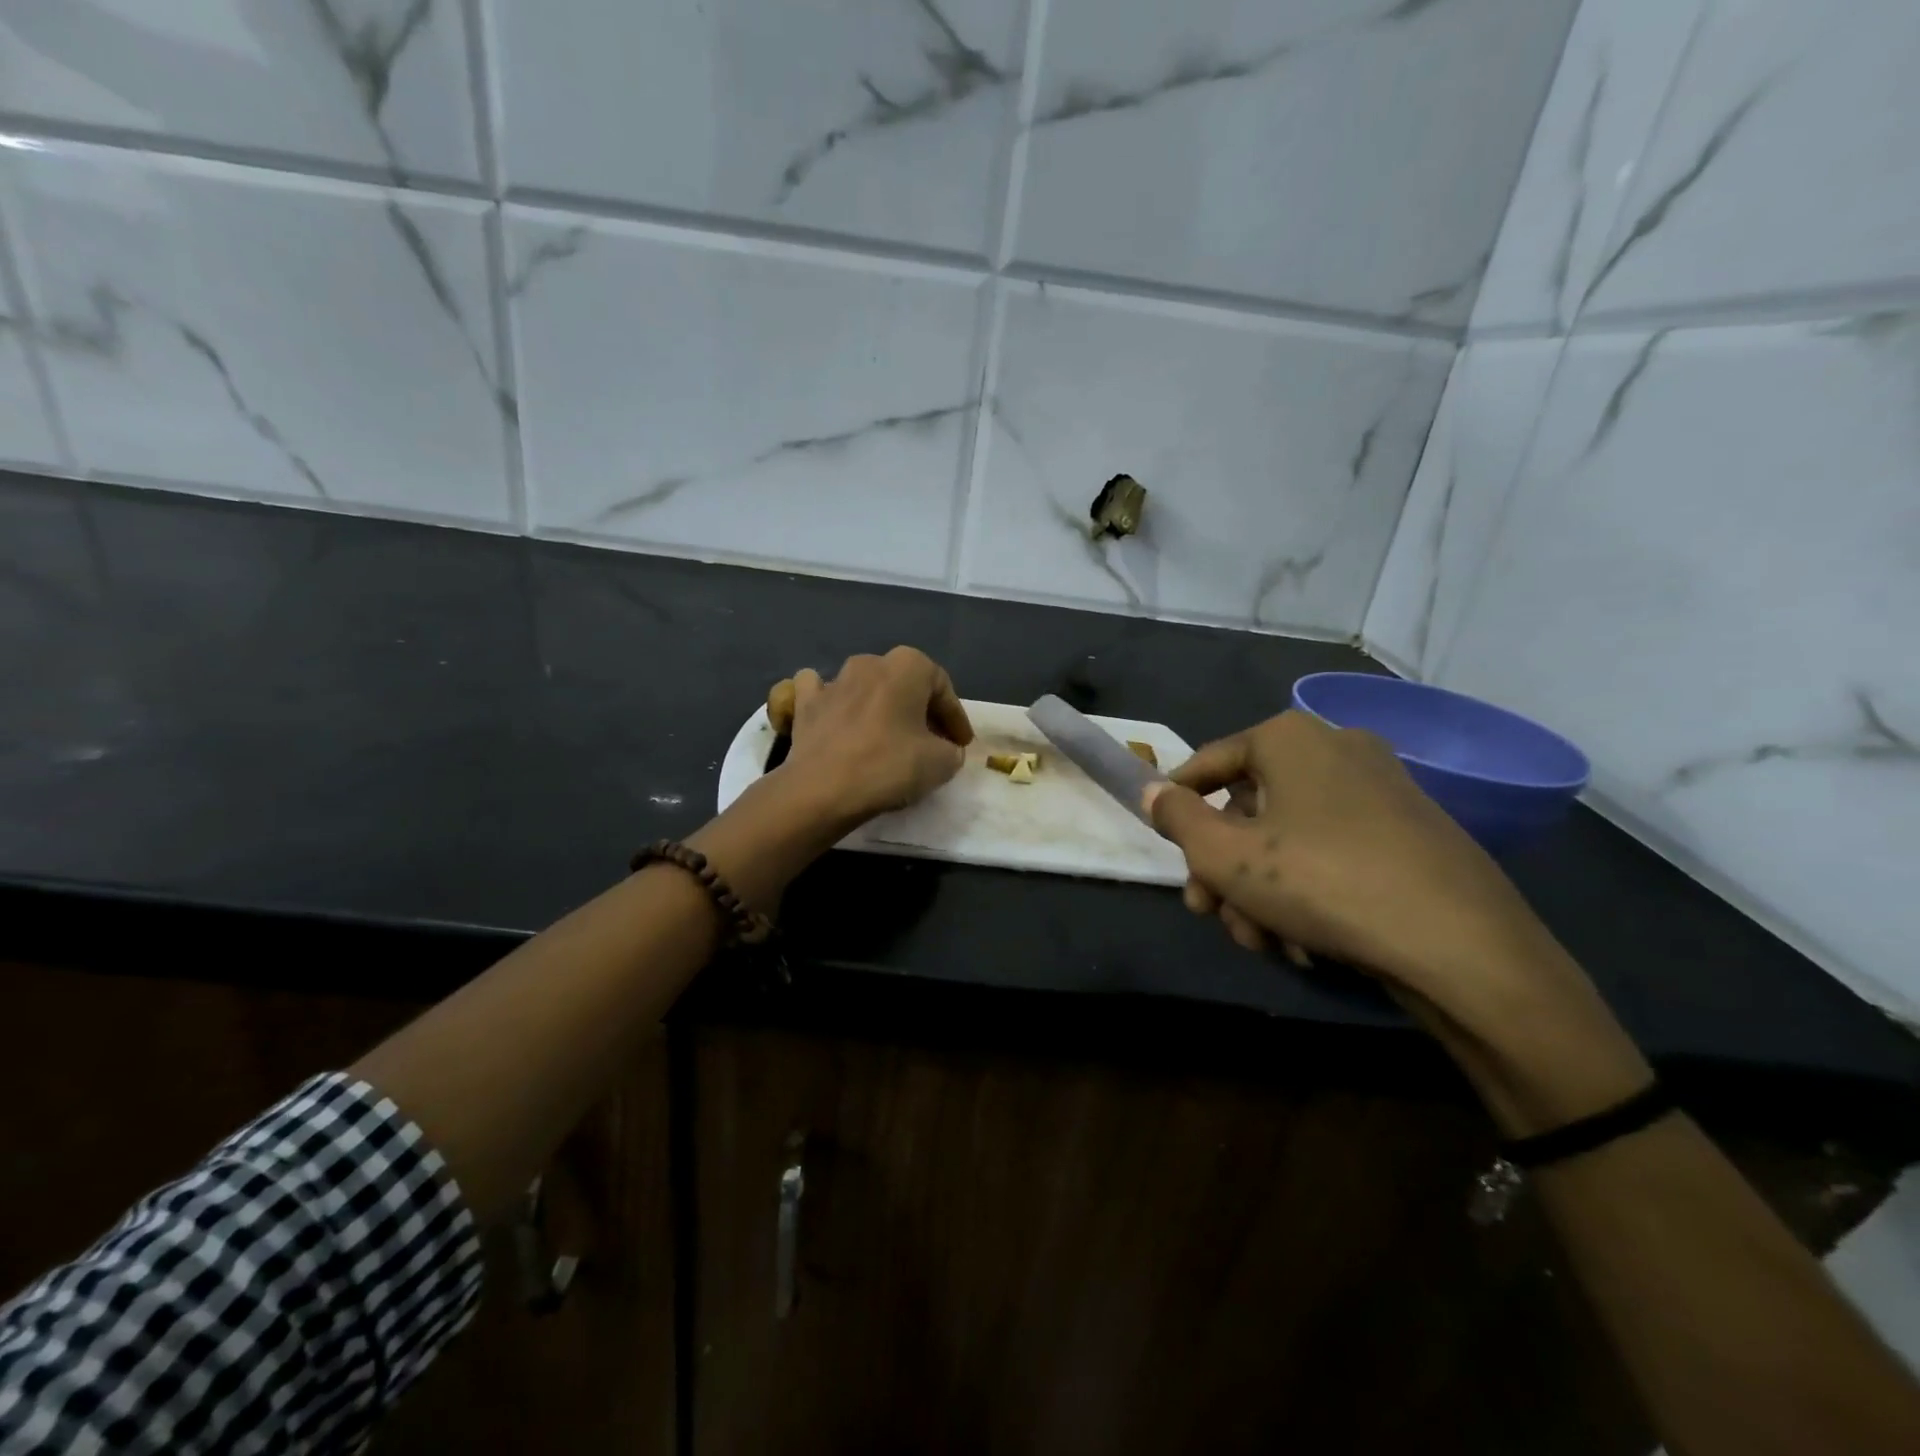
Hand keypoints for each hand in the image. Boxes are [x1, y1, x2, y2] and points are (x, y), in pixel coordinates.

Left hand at [775, 646, 973, 824]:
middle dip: (919, 710)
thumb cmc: (889, 766)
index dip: (955, 718)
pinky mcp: (805, 703)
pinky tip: (838, 718)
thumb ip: (952, 751)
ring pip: (865, 685)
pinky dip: (832, 702)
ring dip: (879, 705)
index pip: (942, 689)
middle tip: (931, 741)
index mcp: (907, 666)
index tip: (961, 744)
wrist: (822, 789)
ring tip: (889, 735)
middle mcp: (870, 662)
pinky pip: (822, 692)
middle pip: (904, 684)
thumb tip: (945, 750)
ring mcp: (833, 680)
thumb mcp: (942, 763)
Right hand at [1146, 710, 1579, 1034]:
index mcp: (1290, 739)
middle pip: (1250, 808)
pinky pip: (1333, 853)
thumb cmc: (1321, 882)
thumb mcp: (1224, 854)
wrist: (1462, 945)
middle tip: (1207, 912)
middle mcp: (1336, 749)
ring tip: (1260, 942)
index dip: (1178, 803)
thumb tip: (1153, 791)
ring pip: (1289, 838)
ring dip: (1260, 891)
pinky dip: (1306, 892)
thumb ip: (1177, 817)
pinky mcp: (1410, 833)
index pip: (1209, 762)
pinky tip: (1303, 942)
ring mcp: (1380, 790)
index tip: (1163, 845)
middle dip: (1222, 867)